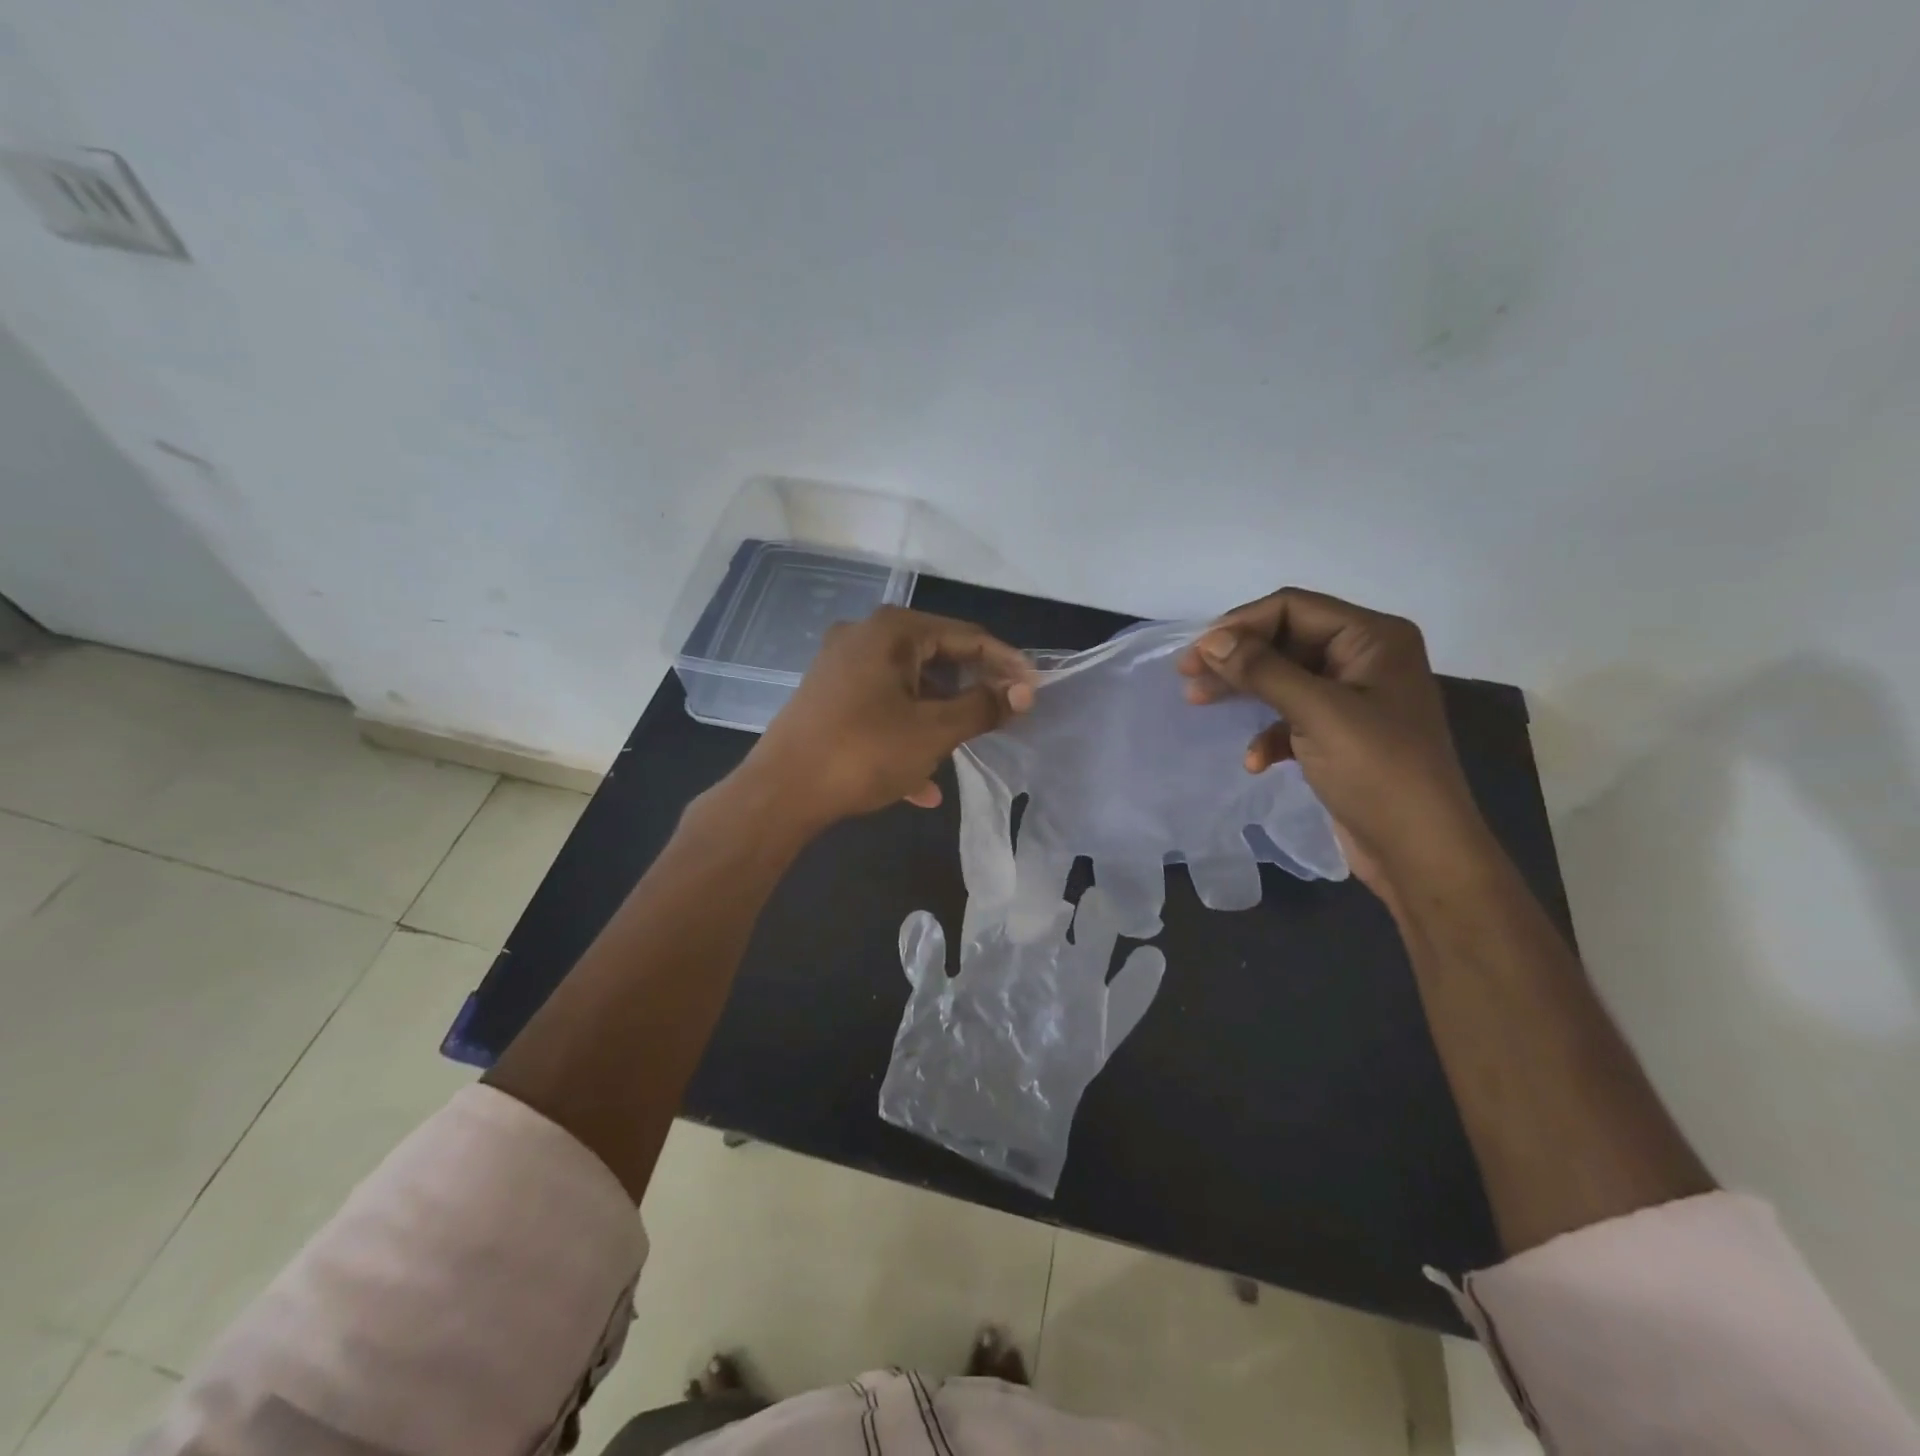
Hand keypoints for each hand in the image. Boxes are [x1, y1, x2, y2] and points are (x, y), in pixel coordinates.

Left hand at [740, 606, 1035, 828]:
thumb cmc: (864, 753)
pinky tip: (923, 786)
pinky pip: (881, 710)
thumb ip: (983, 707)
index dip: (1006, 664)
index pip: (967, 637)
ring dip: (939, 720)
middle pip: (936, 659)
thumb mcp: (934, 731)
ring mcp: (842, 667)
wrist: (780, 793)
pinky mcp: (828, 698)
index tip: (1034, 691)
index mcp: (893, 631)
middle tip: (1003, 718)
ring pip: (909, 689)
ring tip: (965, 749)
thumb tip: (1025, 692)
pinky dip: (905, 737)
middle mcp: (864, 637)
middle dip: (971, 693)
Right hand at [1174, 588, 1489, 895]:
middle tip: (1188, 677)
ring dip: (1244, 692)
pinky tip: (1255, 761)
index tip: (1197, 653)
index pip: (1293, 608)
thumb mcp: (1317, 713)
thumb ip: (1262, 670)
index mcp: (1373, 638)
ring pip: (1283, 678)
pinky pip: (1293, 717)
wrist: (1420, 851)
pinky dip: (1269, 734)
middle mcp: (1365, 659)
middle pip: (1285, 641)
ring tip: (1199, 703)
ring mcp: (1353, 698)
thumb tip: (1211, 641)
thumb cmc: (1377, 771)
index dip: (1241, 624)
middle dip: (1237, 658)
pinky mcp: (1341, 734)